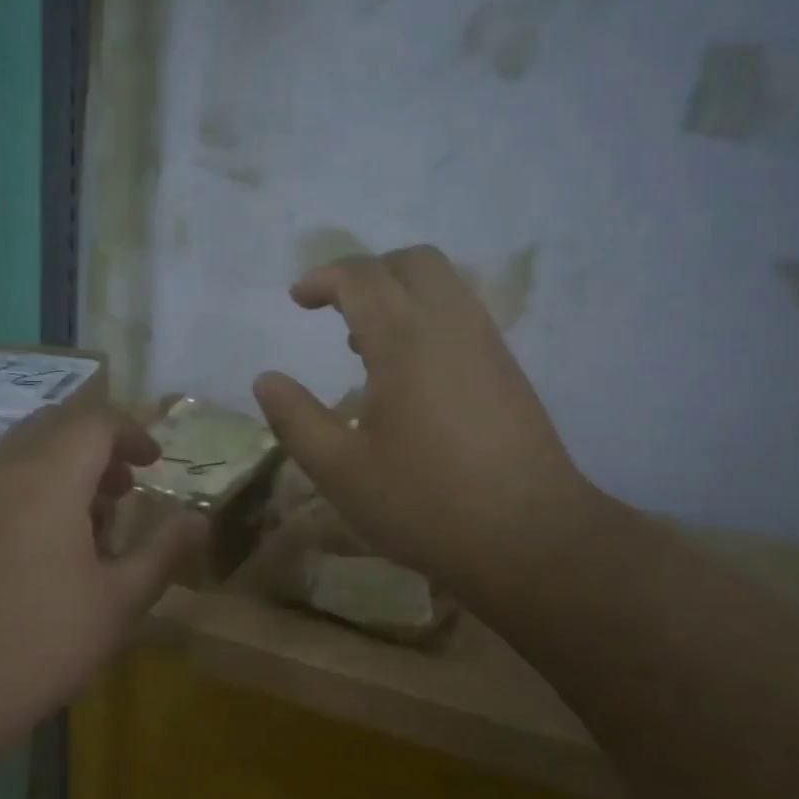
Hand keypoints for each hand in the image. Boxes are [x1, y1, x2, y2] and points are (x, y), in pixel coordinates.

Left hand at [0, 399, 206, 740]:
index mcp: (48, 476)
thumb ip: (163, 551)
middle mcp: (2, 466)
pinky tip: (34, 540)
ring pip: (21, 447)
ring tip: (85, 515)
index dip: (132, 433)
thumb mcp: (118, 602)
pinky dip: (26, 483)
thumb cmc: (38, 644)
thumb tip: (198, 519)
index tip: (154, 462)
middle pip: (57, 424)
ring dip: (60, 463)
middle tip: (123, 486)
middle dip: (97, 444)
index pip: (96, 421)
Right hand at [252, 245, 607, 605]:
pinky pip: (463, 312)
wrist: (532, 536)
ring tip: (367, 344)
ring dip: (400, 292)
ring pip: (444, 283)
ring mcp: (487, 342)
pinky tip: (411, 372)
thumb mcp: (340, 470)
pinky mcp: (507, 367)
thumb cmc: (426, 503)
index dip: (323, 278)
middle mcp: (450, 324)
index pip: (361, 276)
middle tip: (337, 310)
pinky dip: (427, 315)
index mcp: (404, 338)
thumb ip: (295, 419)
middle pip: (412, 261)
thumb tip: (266, 380)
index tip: (297, 300)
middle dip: (367, 272)